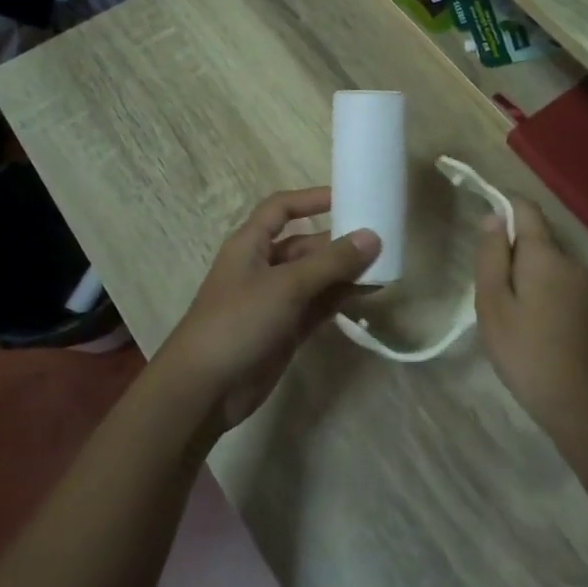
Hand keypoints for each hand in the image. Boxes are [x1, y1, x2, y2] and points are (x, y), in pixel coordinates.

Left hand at [158, 187, 379, 431]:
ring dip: (344, 272)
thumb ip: (331, 262)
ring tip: (383, 268)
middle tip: (380, 240)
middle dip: (338, 242)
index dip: (310, 199)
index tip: (346, 197)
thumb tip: (372, 236)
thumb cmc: (238, 322)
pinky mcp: (285, 331)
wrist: (204, 389)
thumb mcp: (286, 286)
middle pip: (304, 245)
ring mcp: (274, 301)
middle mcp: (262, 267)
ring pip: (315, 278)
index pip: (280, 209)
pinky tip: (367, 295)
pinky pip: (318, 306)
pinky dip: (340, 299)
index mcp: (250, 245)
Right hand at [474, 197, 587, 435]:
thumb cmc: (526, 352)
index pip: (526, 209)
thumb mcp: (493, 304)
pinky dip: (548, 299)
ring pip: (552, 269)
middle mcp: (573, 262)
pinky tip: (539, 333)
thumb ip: (491, 256)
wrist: (582, 404)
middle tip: (492, 293)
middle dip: (513, 255)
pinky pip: (566, 291)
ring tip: (513, 319)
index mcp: (545, 255)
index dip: (504, 208)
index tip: (485, 230)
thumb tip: (493, 217)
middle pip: (538, 241)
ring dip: (531, 280)